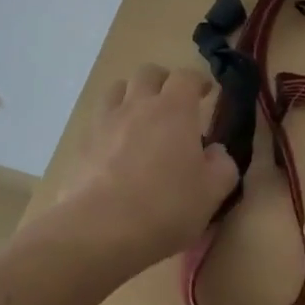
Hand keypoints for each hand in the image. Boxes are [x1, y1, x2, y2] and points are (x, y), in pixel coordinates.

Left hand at [51, 63, 238, 276]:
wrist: (100, 230)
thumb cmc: (165, 208)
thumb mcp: (211, 193)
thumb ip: (222, 166)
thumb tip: (216, 152)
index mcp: (174, 109)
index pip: (186, 76)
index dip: (198, 81)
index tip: (205, 93)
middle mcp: (139, 105)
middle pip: (148, 73)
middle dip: (163, 81)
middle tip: (173, 103)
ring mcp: (106, 121)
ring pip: (117, 89)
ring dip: (132, 95)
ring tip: (140, 118)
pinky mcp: (82, 143)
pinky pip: (98, 119)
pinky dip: (110, 124)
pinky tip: (115, 148)